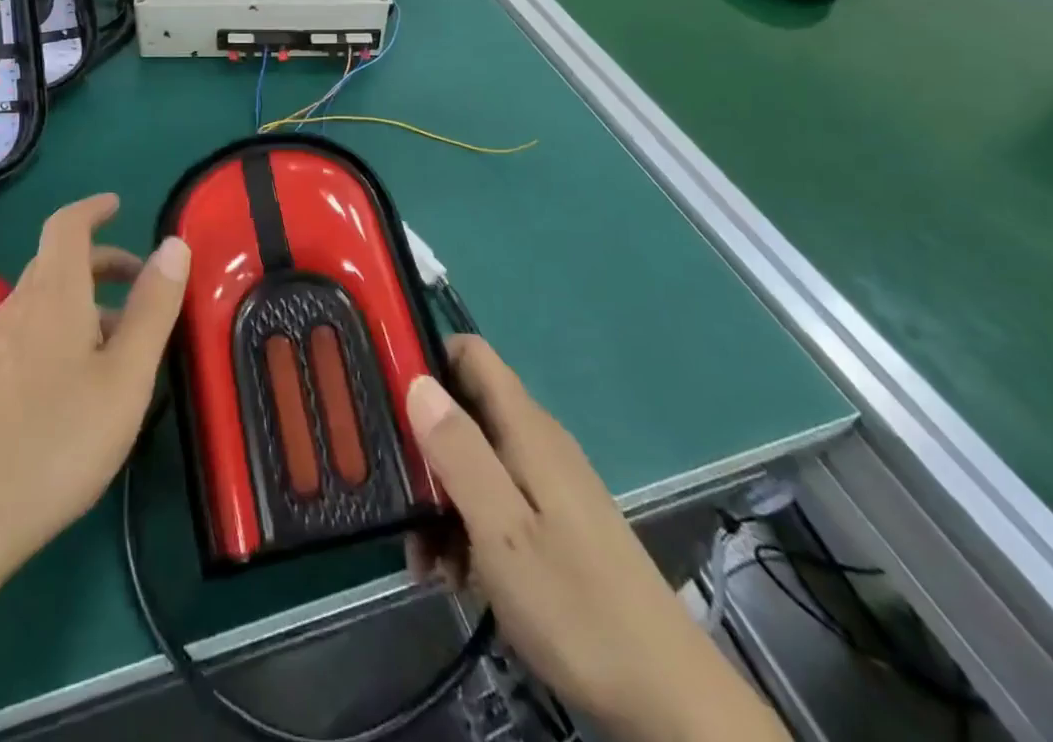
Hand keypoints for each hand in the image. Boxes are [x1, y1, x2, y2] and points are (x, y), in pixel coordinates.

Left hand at [0, 194, 190, 597]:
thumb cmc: (57, 442)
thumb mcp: (126, 376)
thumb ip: (153, 307)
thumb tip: (174, 244)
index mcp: (53, 295)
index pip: (66, 225)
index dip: (92, 208)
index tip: (119, 205)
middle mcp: (19, 308)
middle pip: (57, 261)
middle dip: (102, 259)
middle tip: (143, 280)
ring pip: (46, 298)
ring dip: (86, 298)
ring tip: (125, 338)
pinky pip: (32, 329)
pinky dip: (65, 326)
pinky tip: (83, 378)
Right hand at [405, 336, 784, 741]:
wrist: (667, 698)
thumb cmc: (576, 605)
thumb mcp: (502, 529)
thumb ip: (458, 451)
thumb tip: (416, 380)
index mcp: (525, 428)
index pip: (470, 353)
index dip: (426, 356)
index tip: (385, 388)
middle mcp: (535, 441)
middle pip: (464, 409)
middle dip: (424, 445)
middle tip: (397, 497)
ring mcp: (546, 482)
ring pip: (474, 460)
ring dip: (440, 498)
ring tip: (424, 560)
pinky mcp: (552, 521)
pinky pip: (494, 499)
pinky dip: (466, 525)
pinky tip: (455, 575)